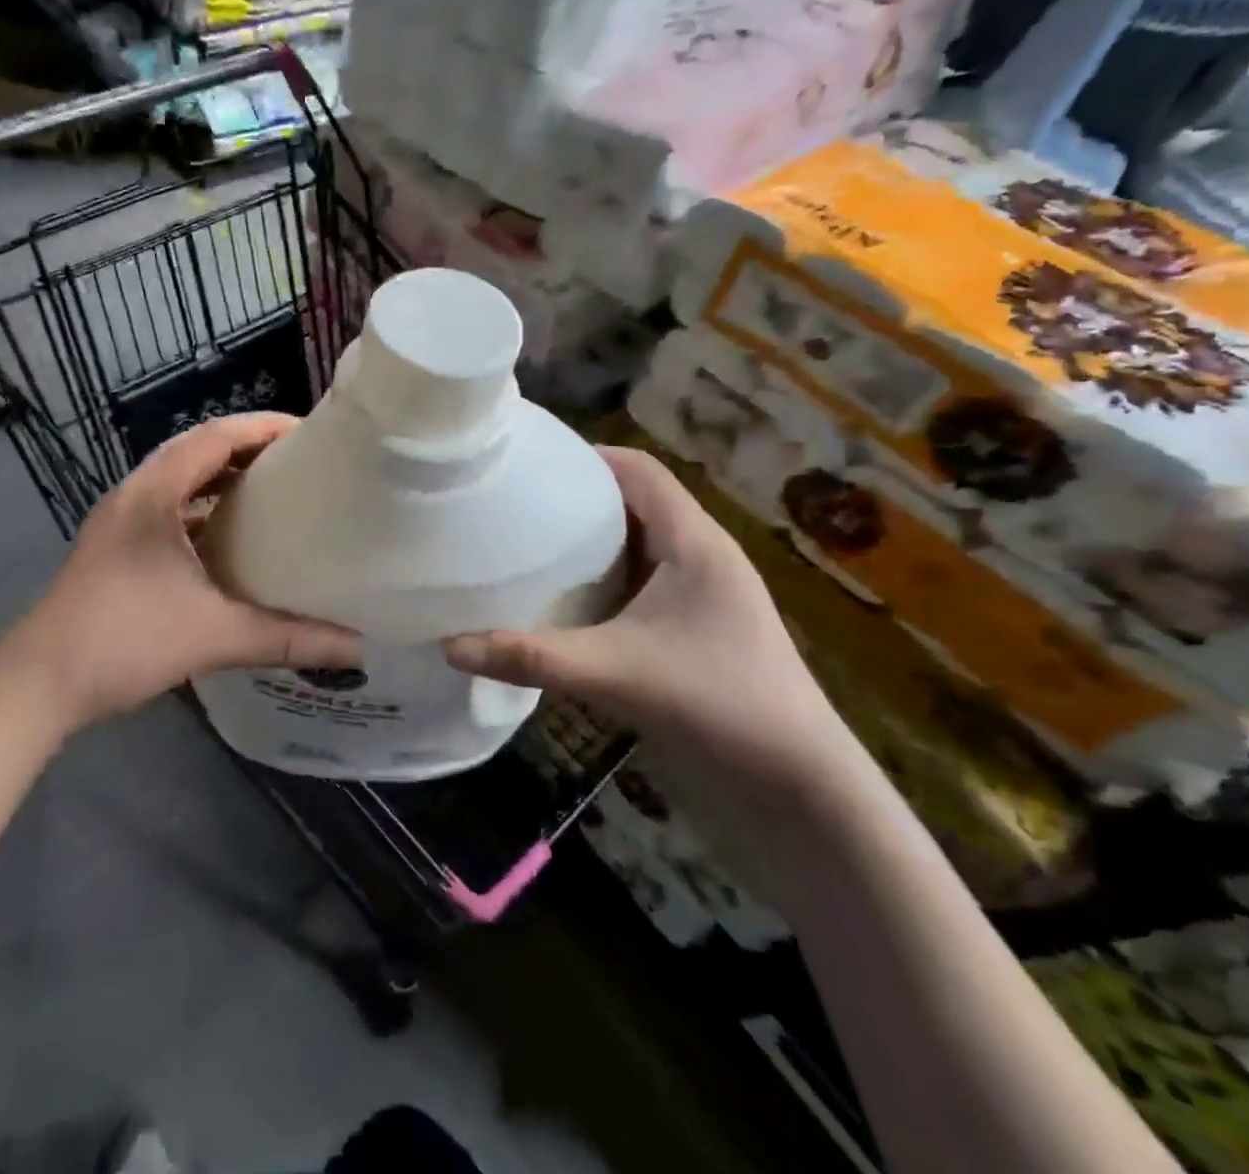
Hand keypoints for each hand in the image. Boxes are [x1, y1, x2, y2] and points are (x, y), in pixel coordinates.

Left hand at [0, 413, 360, 731]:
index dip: (263, 428)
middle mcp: (134, 495)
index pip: (215, 437)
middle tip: (300, 464)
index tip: (309, 434)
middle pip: (198, 452)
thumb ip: (288, 638)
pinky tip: (231, 541)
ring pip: (181, 482)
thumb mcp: (214, 635)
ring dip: (224, 481)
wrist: (37, 684)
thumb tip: (357, 646)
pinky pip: (169, 511)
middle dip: (249, 451)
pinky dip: (204, 512)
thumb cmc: (123, 641)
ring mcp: (120, 522)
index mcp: (154, 493)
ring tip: (274, 494)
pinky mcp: (116, 548)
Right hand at [443, 447, 889, 894]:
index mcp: (694, 543)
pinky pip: (638, 586)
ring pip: (635, 547)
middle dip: (576, 499)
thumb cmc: (718, 706)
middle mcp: (700, 558)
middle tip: (513, 503)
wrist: (799, 791)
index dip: (587, 456)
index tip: (529, 461)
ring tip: (524, 545)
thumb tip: (449, 645)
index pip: (640, 470)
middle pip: (634, 503)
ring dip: (587, 544)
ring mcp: (700, 598)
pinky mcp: (693, 632)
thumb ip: (531, 658)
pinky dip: (600, 582)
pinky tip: (560, 603)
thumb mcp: (615, 673)